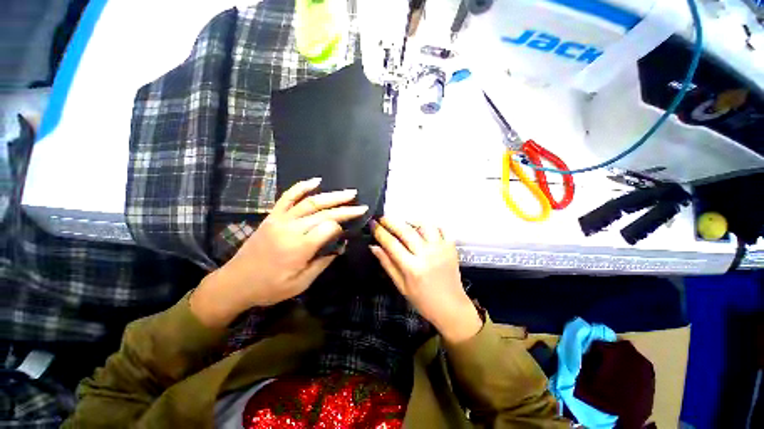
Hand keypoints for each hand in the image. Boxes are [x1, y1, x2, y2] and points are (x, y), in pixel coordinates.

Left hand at [190, 178, 367, 327]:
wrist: (235, 282)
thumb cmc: (270, 287)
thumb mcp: (301, 283)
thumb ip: (322, 263)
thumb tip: (340, 246)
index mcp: (299, 248)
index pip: (328, 228)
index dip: (340, 228)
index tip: (346, 232)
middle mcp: (291, 229)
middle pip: (323, 213)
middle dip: (345, 209)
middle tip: (361, 206)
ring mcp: (280, 219)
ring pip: (310, 202)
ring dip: (332, 196)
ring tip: (349, 193)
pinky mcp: (272, 216)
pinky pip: (287, 197)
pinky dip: (301, 187)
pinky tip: (316, 181)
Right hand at [370, 218, 481, 342]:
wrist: (451, 307)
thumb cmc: (422, 300)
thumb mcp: (401, 286)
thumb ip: (387, 264)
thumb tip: (373, 247)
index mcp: (412, 268)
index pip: (392, 244)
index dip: (380, 232)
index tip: (372, 224)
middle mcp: (427, 255)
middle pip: (406, 231)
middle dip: (391, 222)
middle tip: (383, 218)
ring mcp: (441, 249)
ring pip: (424, 225)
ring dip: (411, 221)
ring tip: (403, 222)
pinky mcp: (451, 247)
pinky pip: (441, 229)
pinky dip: (430, 225)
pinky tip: (422, 228)